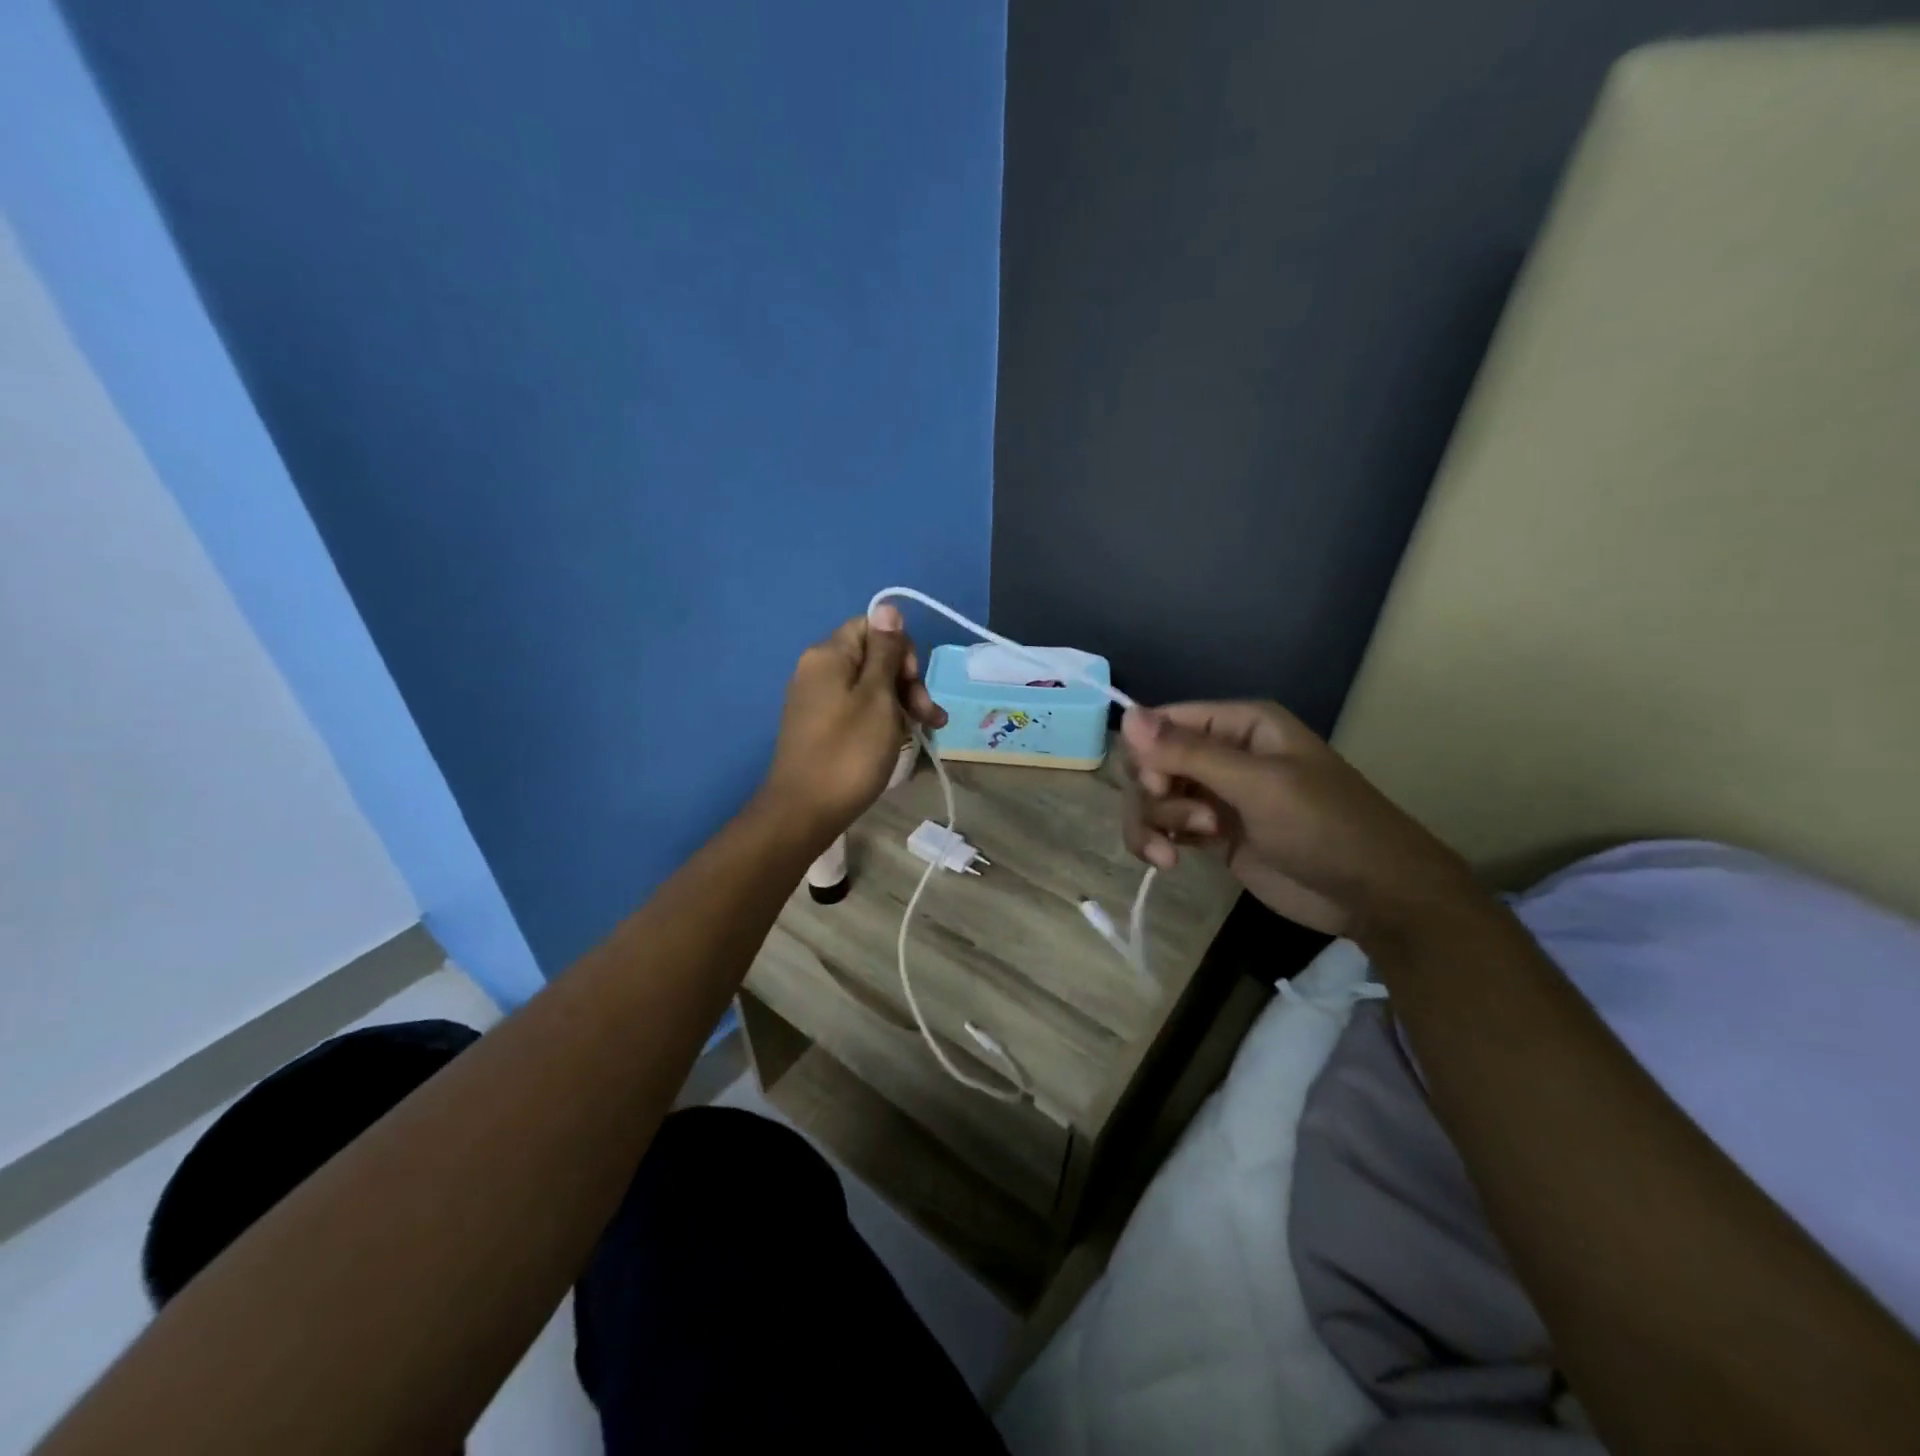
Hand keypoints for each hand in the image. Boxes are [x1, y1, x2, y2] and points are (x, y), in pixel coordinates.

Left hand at [758, 606, 947, 844]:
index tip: (912, 683)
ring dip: (901, 703)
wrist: (804, 812)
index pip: (872, 627)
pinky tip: (903, 738)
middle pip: (873, 657)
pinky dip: (882, 719)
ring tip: (928, 731)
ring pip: (869, 686)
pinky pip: (857, 709)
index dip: (900, 649)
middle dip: (907, 681)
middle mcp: (817, 670)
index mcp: (828, 655)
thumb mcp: (877, 698)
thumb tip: (888, 607)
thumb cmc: (848, 752)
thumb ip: (885, 652)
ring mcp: (816, 699)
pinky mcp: (819, 726)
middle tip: (928, 716)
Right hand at [1119, 700, 1478, 940]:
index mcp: (1238, 725)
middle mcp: (1221, 752)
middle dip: (1154, 794)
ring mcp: (1215, 794)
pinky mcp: (1210, 833)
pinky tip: (1169, 861)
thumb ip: (1190, 752)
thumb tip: (1127, 716)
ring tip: (1175, 853)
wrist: (1372, 895)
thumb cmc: (1324, 827)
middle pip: (1150, 762)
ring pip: (1151, 796)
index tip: (1159, 786)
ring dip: (1154, 822)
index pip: (1162, 723)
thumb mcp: (1258, 785)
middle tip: (1189, 822)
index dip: (1149, 753)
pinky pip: (1163, 825)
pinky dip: (1156, 841)